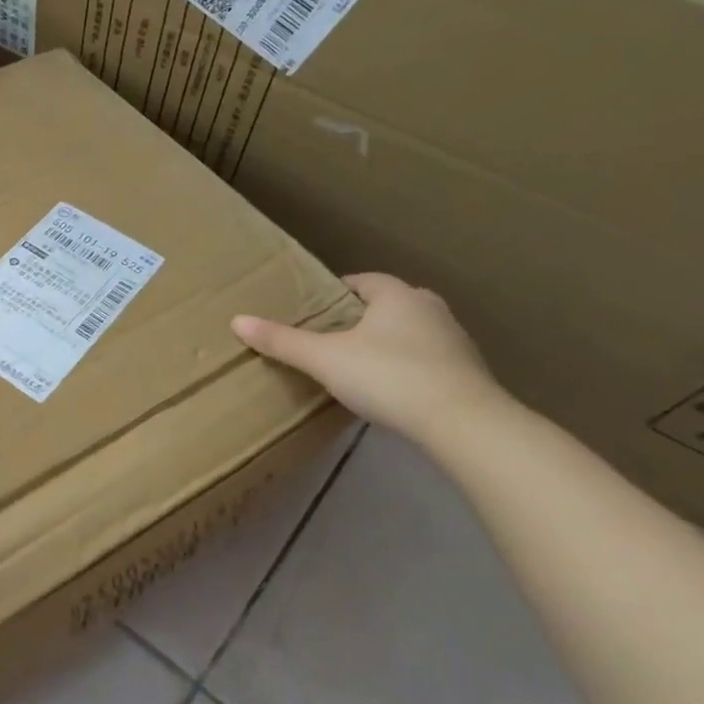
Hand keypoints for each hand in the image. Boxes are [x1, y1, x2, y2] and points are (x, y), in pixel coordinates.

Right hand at [231, 274, 505, 443]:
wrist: (463, 422)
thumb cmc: (388, 376)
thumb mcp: (324, 359)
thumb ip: (282, 341)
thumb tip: (237, 320)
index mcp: (397, 296)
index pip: (363, 281)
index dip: (336, 292)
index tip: (313, 308)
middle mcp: (430, 308)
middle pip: (388, 304)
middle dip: (360, 317)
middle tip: (329, 337)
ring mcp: (454, 340)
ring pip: (410, 332)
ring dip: (386, 342)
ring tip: (355, 364)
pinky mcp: (466, 372)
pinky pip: (426, 359)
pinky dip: (405, 366)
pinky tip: (388, 389)